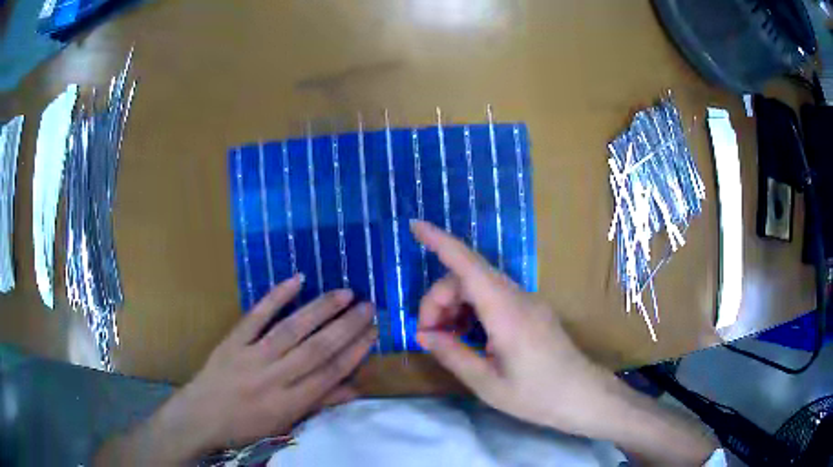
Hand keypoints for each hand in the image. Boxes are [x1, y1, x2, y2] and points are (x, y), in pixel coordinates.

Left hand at [96, 275, 377, 464]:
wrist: (202, 417)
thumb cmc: (246, 425)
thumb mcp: (286, 422)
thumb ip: (319, 403)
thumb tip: (354, 388)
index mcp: (290, 402)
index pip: (330, 373)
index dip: (355, 352)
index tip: (374, 332)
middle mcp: (275, 378)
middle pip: (317, 349)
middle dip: (347, 327)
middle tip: (369, 306)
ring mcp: (252, 356)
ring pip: (292, 330)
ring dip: (320, 310)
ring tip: (345, 293)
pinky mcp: (233, 341)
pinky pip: (256, 316)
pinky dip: (276, 297)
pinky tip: (296, 280)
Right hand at [411, 220, 612, 434]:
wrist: (582, 395)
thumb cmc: (536, 395)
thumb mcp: (487, 383)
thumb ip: (453, 354)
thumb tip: (424, 335)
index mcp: (507, 313)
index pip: (468, 266)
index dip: (440, 242)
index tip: (415, 226)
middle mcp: (518, 297)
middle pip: (468, 277)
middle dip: (439, 299)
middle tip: (428, 336)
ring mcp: (527, 301)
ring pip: (480, 286)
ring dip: (455, 305)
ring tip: (446, 338)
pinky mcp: (531, 309)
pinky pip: (494, 297)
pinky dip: (472, 309)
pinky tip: (467, 335)